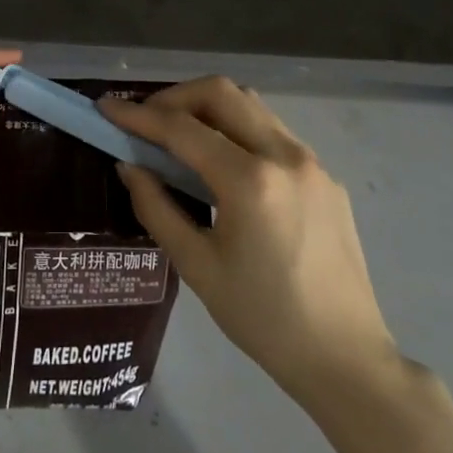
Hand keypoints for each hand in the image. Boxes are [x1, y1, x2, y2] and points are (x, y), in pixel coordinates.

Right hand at [103, 77, 397, 403]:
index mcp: (250, 180)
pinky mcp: (326, 175)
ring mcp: (311, 161)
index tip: (107, 108)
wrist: (346, 359)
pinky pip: (272, 131)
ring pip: (250, 104)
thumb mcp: (197, 267)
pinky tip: (224, 163)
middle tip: (146, 121)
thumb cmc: (264, 320)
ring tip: (179, 136)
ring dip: (208, 107)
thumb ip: (157, 208)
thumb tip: (129, 166)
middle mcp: (284, 155)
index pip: (182, 128)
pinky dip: (237, 129)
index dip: (138, 115)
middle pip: (220, 92)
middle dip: (175, 97)